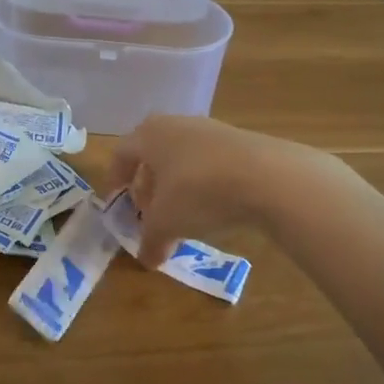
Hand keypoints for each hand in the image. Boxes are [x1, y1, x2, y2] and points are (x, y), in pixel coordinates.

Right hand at [100, 115, 284, 265]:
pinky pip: (210, 162)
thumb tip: (146, 259)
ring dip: (176, 185)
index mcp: (149, 135)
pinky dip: (203, 183)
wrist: (268, 176)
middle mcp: (175, 124)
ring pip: (182, 157)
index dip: (115, 180)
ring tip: (183, 215)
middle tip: (149, 212)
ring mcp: (209, 129)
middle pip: (152, 154)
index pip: (121, 154)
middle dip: (147, 184)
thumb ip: (150, 240)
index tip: (116, 203)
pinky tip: (214, 207)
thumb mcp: (167, 223)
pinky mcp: (239, 141)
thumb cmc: (199, 192)